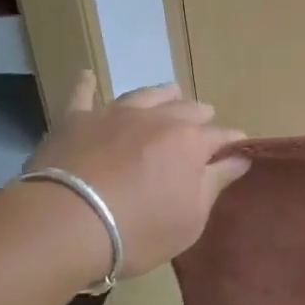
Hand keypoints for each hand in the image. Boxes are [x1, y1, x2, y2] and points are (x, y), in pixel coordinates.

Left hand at [24, 73, 249, 276]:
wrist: (65, 224)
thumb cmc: (139, 230)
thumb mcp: (191, 218)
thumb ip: (216, 183)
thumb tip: (240, 157)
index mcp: (191, 142)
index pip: (221, 136)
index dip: (232, 143)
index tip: (238, 150)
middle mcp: (157, 119)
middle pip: (187, 109)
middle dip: (200, 116)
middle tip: (204, 121)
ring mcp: (115, 114)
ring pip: (146, 95)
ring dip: (162, 94)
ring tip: (171, 92)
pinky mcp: (75, 119)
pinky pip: (83, 94)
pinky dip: (88, 84)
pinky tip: (88, 75)